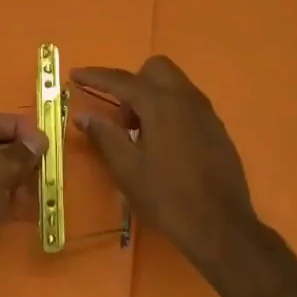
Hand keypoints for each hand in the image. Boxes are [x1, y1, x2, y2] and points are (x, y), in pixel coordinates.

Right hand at [72, 56, 257, 267]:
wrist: (222, 227)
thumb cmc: (168, 197)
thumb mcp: (127, 169)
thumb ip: (104, 136)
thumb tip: (83, 115)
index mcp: (161, 104)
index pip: (121, 80)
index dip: (95, 76)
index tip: (75, 74)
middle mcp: (186, 98)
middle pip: (155, 69)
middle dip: (133, 83)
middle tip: (122, 119)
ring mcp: (206, 112)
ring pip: (174, 85)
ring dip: (152, 97)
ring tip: (141, 136)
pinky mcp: (217, 129)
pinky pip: (188, 104)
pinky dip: (170, 111)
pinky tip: (165, 147)